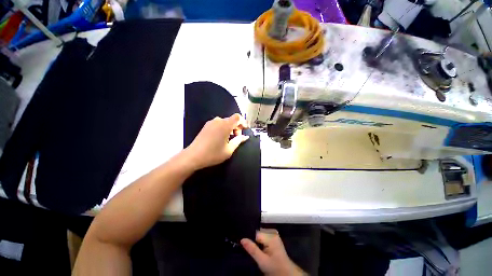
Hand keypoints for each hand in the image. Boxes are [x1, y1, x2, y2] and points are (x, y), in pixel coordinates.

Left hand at [184, 114, 248, 169]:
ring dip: (230, 128)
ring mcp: (211, 122)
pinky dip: (223, 128)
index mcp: (225, 125)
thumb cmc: (213, 154)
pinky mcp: (206, 126)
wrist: (193, 156)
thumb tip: (245, 137)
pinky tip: (221, 138)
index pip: (238, 117)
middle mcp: (218, 121)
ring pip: (225, 122)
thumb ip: (238, 141)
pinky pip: (219, 124)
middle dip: (237, 127)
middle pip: (232, 119)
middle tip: (237, 138)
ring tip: (229, 139)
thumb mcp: (229, 149)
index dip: (243, 122)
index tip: (245, 130)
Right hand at [241, 229, 306, 275]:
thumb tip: (242, 239)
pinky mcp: (275, 239)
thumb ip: (252, 249)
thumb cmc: (274, 268)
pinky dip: (261, 242)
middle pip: (258, 233)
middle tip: (252, 250)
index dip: (250, 239)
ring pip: (261, 235)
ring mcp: (275, 235)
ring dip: (257, 241)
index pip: (256, 233)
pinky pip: (265, 237)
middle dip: (253, 240)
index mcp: (271, 236)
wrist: (286, 273)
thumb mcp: (262, 261)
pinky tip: (260, 249)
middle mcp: (273, 233)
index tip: (245, 246)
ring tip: (256, 250)